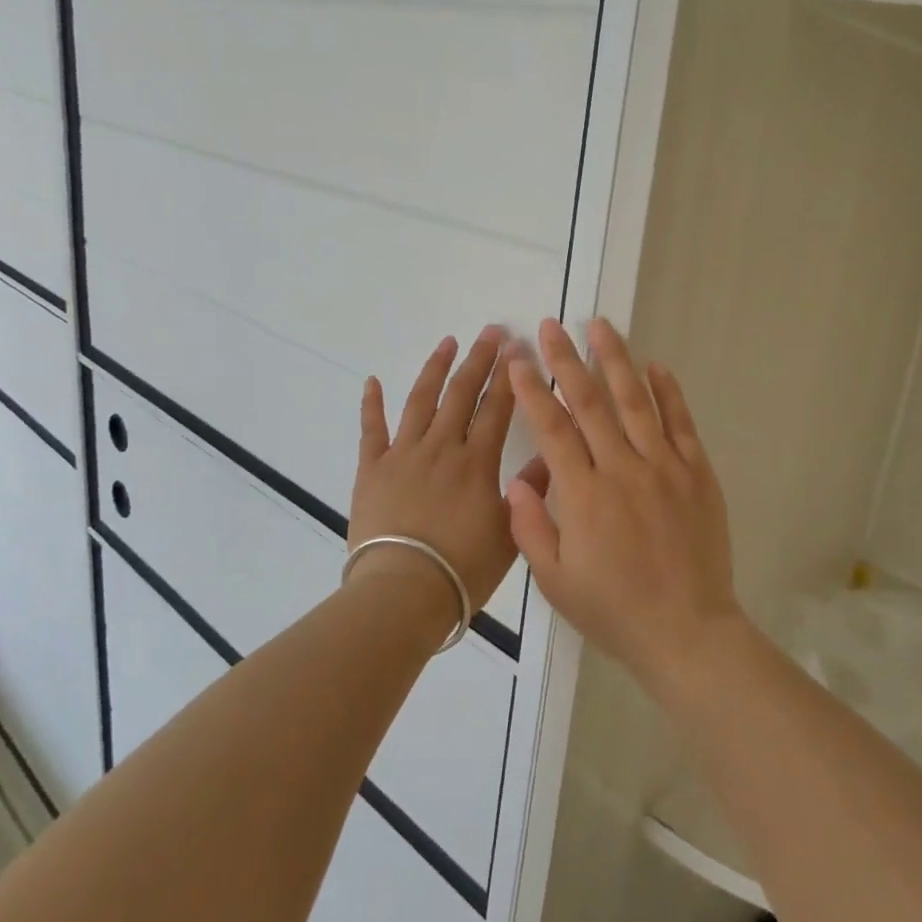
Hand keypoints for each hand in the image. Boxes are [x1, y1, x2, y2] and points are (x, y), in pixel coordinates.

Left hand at [349, 325, 548, 615]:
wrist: (404, 590)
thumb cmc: (463, 569)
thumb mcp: (509, 533)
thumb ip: (529, 491)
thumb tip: (550, 457)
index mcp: (477, 462)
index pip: (497, 408)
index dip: (509, 377)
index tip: (517, 348)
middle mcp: (441, 447)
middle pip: (461, 394)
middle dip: (479, 360)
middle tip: (491, 331)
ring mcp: (403, 454)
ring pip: (421, 401)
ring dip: (435, 369)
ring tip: (448, 342)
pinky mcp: (371, 469)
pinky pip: (371, 430)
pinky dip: (371, 404)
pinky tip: (372, 380)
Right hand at [506, 317, 738, 695]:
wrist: (688, 632)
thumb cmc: (615, 610)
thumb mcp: (555, 581)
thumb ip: (531, 527)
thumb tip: (517, 480)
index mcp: (584, 495)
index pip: (552, 428)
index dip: (532, 389)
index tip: (517, 359)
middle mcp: (623, 469)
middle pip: (590, 403)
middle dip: (566, 360)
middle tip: (551, 326)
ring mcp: (664, 467)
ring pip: (635, 402)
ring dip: (615, 360)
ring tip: (601, 326)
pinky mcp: (697, 473)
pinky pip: (681, 423)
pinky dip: (669, 392)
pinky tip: (656, 366)